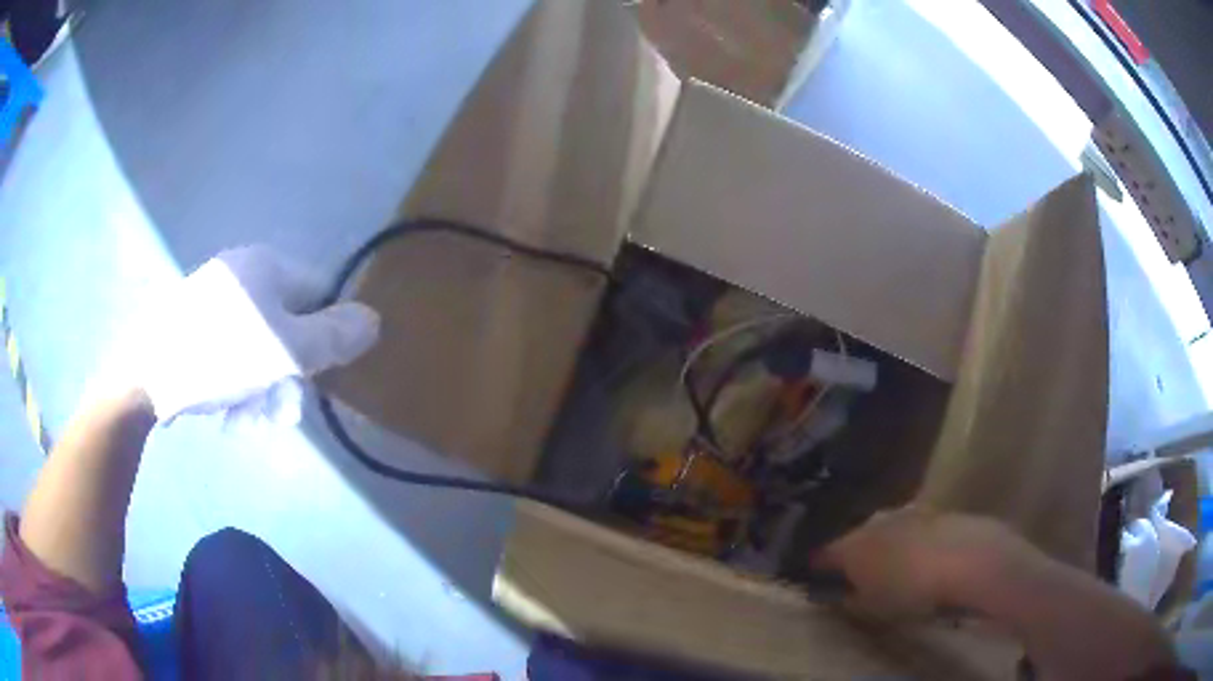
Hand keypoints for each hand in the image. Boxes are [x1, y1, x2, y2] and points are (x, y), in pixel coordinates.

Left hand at [128, 245, 379, 425]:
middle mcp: (242, 271)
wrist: (148, 375)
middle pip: (287, 322)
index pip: (319, 293)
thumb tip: (374, 319)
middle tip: (277, 409)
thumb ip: (333, 337)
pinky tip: (228, 406)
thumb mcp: (286, 351)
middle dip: (288, 371)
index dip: (323, 336)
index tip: (311, 377)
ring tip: (248, 416)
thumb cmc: (221, 356)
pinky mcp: (194, 321)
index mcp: (266, 265)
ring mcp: (214, 295)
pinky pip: (231, 347)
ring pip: (258, 341)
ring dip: (263, 384)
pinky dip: (237, 378)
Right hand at [813, 506, 1035, 620]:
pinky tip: (920, 558)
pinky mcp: (936, 512)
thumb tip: (835, 595)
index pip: (823, 554)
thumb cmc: (910, 591)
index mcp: (852, 545)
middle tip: (854, 576)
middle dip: (853, 554)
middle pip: (855, 538)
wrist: (967, 559)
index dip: (816, 568)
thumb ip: (848, 600)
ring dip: (883, 546)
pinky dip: (909, 542)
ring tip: (889, 567)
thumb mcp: (870, 609)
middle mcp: (875, 522)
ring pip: (886, 529)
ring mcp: (908, 513)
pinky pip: (912, 528)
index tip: (813, 579)